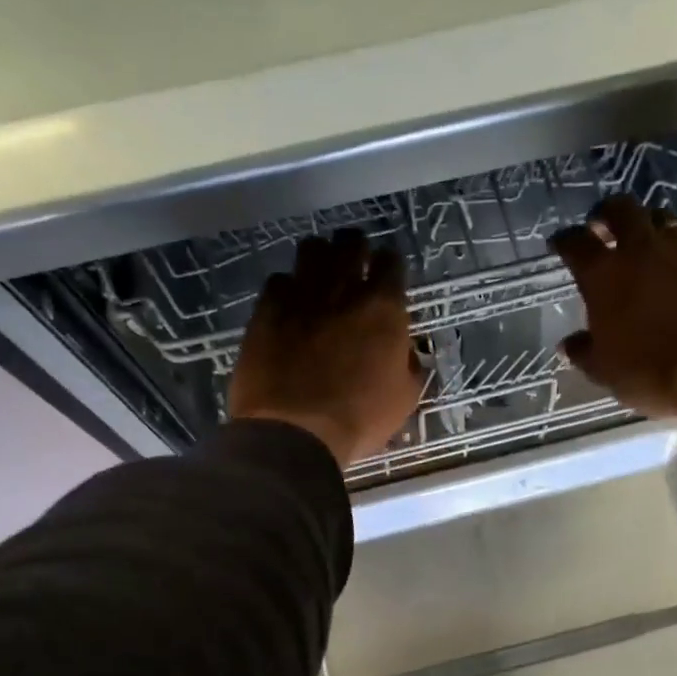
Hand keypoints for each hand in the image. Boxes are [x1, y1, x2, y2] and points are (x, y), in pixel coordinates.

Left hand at [229, 228, 422, 467]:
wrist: (295, 433)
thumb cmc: (359, 420)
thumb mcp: (405, 398)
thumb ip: (409, 364)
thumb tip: (406, 351)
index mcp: (383, 308)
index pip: (391, 261)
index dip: (389, 266)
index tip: (386, 278)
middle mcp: (343, 290)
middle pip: (350, 242)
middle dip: (354, 249)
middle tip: (353, 268)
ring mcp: (301, 296)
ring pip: (311, 249)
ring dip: (319, 259)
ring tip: (319, 278)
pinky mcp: (266, 310)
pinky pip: (278, 280)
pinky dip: (286, 288)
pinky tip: (288, 306)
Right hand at [552, 196, 676, 434]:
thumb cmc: (651, 372)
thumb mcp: (605, 371)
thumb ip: (584, 352)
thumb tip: (570, 343)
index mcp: (604, 275)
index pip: (575, 243)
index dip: (565, 241)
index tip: (561, 244)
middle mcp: (641, 250)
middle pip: (621, 209)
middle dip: (608, 213)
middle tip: (603, 226)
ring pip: (662, 221)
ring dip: (649, 229)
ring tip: (647, 249)